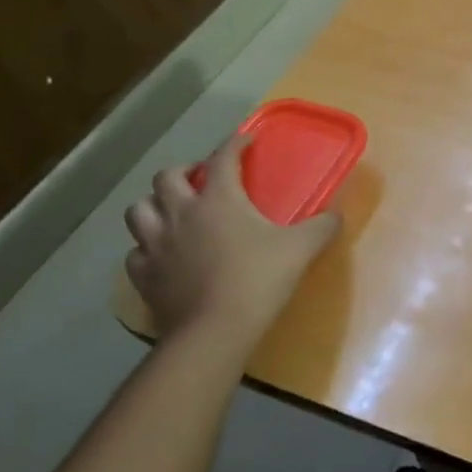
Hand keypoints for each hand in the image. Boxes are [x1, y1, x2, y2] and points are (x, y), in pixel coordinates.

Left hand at [123, 135, 339, 352]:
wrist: (215, 331)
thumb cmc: (259, 279)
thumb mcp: (301, 248)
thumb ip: (322, 226)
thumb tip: (336, 215)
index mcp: (219, 199)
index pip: (222, 158)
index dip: (234, 144)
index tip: (245, 140)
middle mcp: (181, 213)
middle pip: (166, 177)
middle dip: (184, 170)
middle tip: (202, 178)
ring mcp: (156, 245)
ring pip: (138, 210)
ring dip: (154, 204)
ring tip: (172, 211)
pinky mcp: (144, 276)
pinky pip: (135, 252)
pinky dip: (146, 247)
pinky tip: (161, 254)